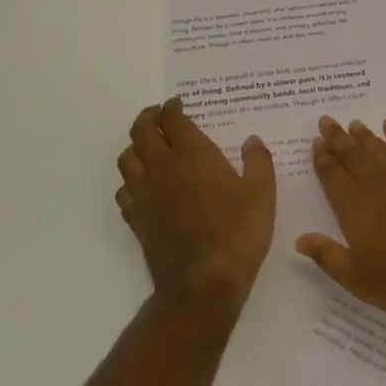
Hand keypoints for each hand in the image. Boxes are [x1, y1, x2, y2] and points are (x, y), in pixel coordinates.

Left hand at [116, 98, 276, 307]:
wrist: (203, 281)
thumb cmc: (237, 232)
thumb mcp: (261, 194)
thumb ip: (258, 162)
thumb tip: (252, 141)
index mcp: (192, 154)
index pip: (173, 119)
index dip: (173, 107)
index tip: (178, 104)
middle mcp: (161, 167)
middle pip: (142, 131)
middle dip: (149, 117)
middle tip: (159, 115)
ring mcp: (144, 194)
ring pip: (127, 158)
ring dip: (136, 146)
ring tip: (148, 146)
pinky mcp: (136, 219)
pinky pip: (124, 190)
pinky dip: (130, 181)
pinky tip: (142, 186)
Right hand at [296, 115, 385, 332]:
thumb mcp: (358, 278)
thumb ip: (328, 256)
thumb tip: (300, 239)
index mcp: (354, 207)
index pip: (332, 175)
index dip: (323, 158)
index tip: (316, 142)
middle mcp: (376, 185)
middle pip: (352, 155)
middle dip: (337, 138)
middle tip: (326, 120)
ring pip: (378, 149)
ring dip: (364, 135)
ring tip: (354, 123)